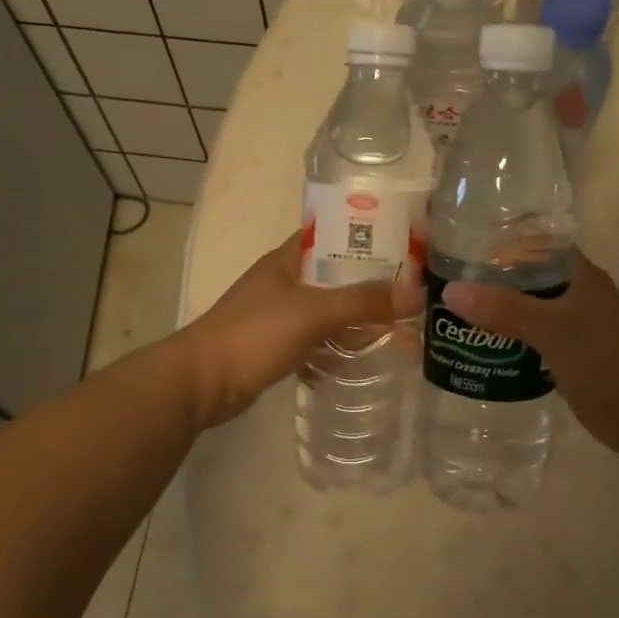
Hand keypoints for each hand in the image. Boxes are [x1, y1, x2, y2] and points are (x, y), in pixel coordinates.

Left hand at [178, 231, 421, 427]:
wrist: (202, 382)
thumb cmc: (255, 334)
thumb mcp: (313, 312)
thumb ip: (363, 302)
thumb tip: (417, 295)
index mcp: (289, 260)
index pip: (334, 235)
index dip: (369, 238)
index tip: (406, 249)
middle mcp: (285, 283)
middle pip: (338, 279)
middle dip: (373, 291)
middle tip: (412, 301)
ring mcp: (279, 317)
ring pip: (329, 314)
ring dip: (357, 325)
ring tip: (398, 338)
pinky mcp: (277, 348)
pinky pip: (317, 344)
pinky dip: (337, 353)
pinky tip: (360, 366)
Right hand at [442, 252, 618, 460]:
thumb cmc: (608, 362)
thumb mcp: (553, 330)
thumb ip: (504, 309)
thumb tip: (451, 291)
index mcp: (577, 274)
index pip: (532, 243)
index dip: (496, 241)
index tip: (455, 245)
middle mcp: (574, 294)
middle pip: (524, 278)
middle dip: (487, 281)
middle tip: (440, 284)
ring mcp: (573, 327)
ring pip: (526, 311)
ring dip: (494, 313)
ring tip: (449, 314)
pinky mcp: (569, 357)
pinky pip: (530, 341)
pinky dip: (507, 341)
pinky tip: (478, 348)